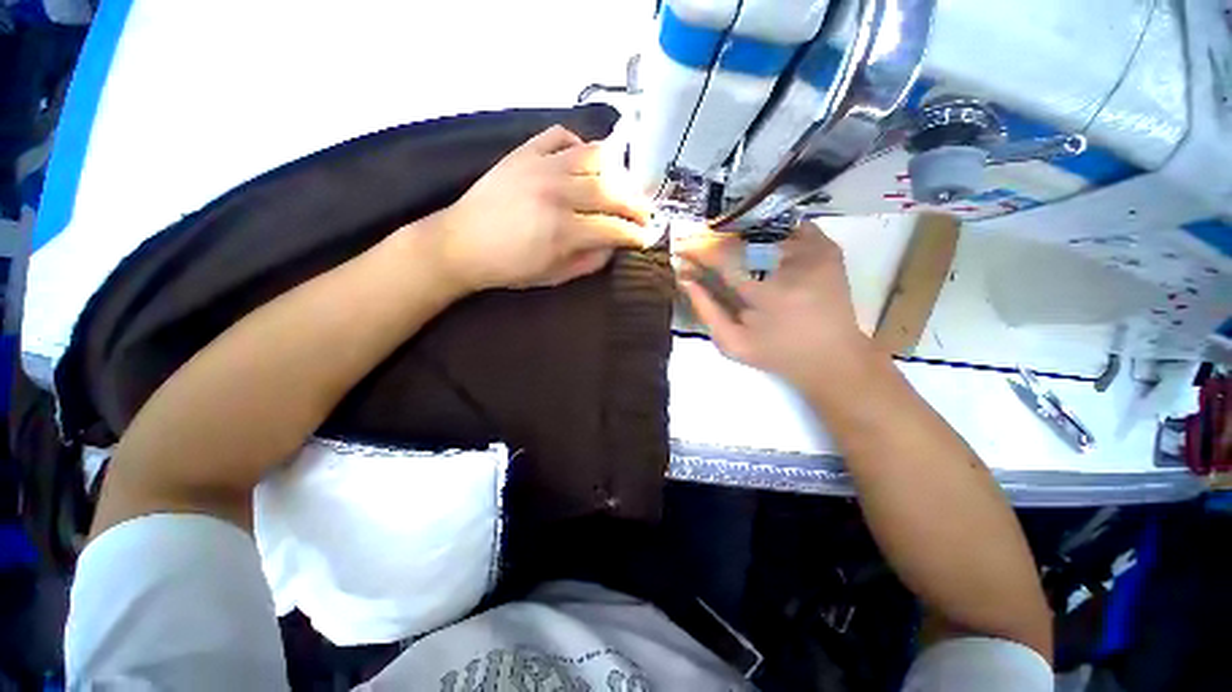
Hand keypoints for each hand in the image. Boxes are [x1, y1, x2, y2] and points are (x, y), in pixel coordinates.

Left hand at [433, 125, 652, 291]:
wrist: (462, 243)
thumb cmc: (510, 267)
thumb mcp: (555, 276)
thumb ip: (590, 261)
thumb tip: (614, 246)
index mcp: (563, 231)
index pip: (614, 228)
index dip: (636, 233)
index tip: (647, 236)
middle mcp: (557, 193)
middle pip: (612, 191)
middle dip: (636, 205)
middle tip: (645, 214)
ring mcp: (540, 166)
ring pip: (594, 157)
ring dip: (616, 173)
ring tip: (621, 187)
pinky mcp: (524, 152)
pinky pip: (562, 135)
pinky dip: (580, 146)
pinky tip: (584, 162)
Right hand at [678, 221, 873, 390]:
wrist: (832, 356)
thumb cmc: (777, 354)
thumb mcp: (732, 343)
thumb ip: (706, 311)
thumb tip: (685, 279)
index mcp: (768, 297)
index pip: (725, 260)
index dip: (700, 250)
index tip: (683, 248)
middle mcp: (795, 268)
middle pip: (744, 240)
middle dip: (718, 239)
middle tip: (703, 244)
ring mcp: (816, 253)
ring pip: (767, 229)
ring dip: (742, 235)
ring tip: (729, 244)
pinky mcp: (829, 249)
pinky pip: (792, 227)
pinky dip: (772, 231)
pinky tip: (761, 243)